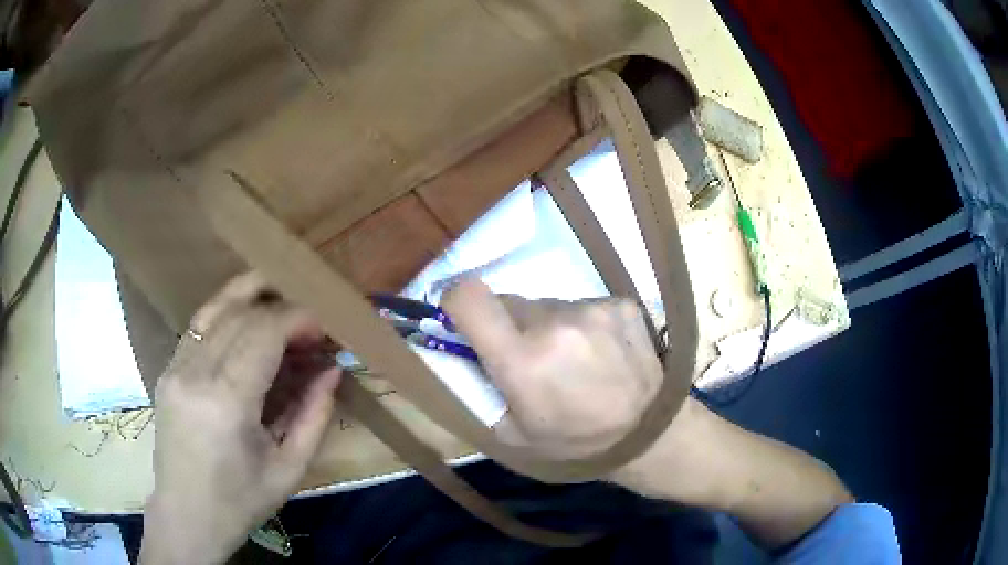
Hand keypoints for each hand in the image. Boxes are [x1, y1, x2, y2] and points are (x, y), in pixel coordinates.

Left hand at [141, 274, 341, 564]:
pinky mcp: (167, 371)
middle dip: (280, 309)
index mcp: (226, 402)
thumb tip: (332, 369)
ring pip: (214, 309)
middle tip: (308, 326)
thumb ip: (314, 415)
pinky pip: (198, 327)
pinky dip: (227, 315)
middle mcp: (194, 373)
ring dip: (250, 297)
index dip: (297, 319)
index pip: (262, 333)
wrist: (186, 516)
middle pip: (239, 314)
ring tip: (280, 300)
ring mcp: (174, 368)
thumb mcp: (289, 469)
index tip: (323, 328)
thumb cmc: (241, 502)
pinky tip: (246, 324)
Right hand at [441, 280, 661, 461]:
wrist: (649, 433)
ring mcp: (593, 309)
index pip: (468, 297)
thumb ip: (479, 386)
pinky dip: (583, 324)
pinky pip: (583, 305)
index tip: (461, 317)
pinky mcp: (621, 304)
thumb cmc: (574, 442)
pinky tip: (602, 353)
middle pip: (509, 302)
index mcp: (523, 360)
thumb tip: (461, 347)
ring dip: (549, 325)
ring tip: (573, 359)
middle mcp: (555, 323)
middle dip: (509, 325)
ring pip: (548, 304)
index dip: (456, 301)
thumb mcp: (510, 433)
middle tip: (529, 356)